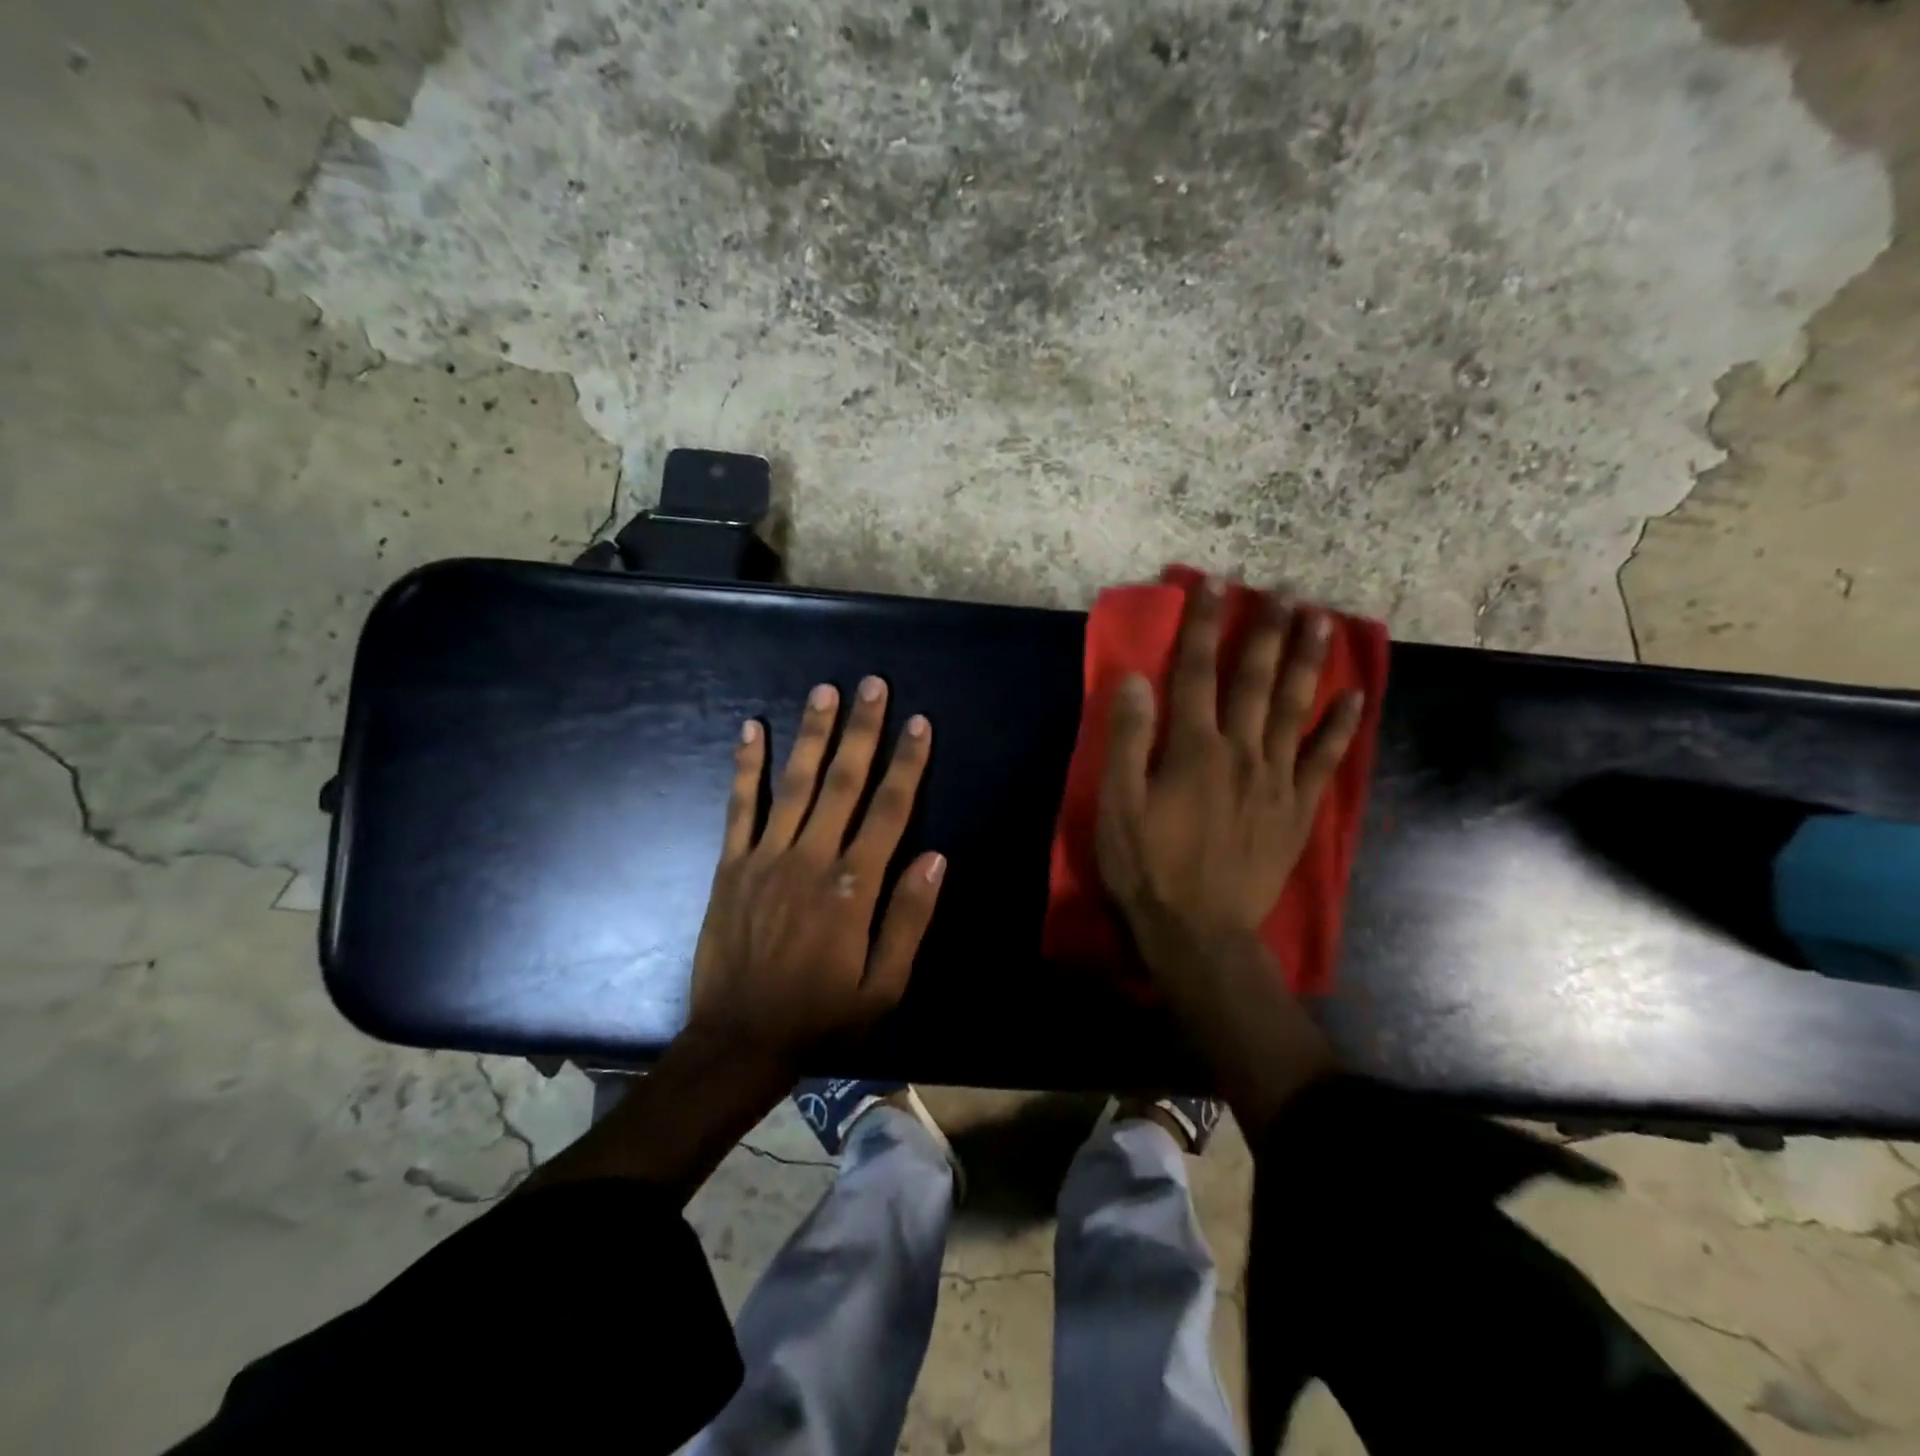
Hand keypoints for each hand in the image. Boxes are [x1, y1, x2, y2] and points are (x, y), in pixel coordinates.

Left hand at [686, 676, 945, 1067]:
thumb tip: (935, 857)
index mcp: (853, 887)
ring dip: (813, 734)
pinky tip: (751, 729)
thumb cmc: (821, 1017)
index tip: (918, 723)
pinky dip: (745, 766)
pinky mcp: (731, 865)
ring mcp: (766, 857)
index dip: (906, 763)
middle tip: (873, 684)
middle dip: (862, 730)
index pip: (889, 811)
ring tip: (825, 691)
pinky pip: (740, 807)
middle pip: (844, 782)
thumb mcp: (883, 986)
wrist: (739, 1042)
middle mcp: (811, 859)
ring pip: (795, 783)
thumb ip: (909, 919)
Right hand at [1096, 577, 1363, 982]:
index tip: (1213, 584)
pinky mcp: (1298, 810)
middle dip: (1265, 632)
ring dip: (1306, 661)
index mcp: (1193, 748)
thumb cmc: (1148, 867)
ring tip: (1320, 620)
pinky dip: (1341, 726)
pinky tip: (1354, 697)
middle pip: (1255, 680)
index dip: (1202, 625)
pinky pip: (1325, 759)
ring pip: (1296, 708)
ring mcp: (1277, 780)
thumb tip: (1135, 679)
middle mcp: (1241, 752)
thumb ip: (1127, 740)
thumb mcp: (1117, 806)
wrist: (1200, 931)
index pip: (1195, 672)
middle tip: (1281, 591)